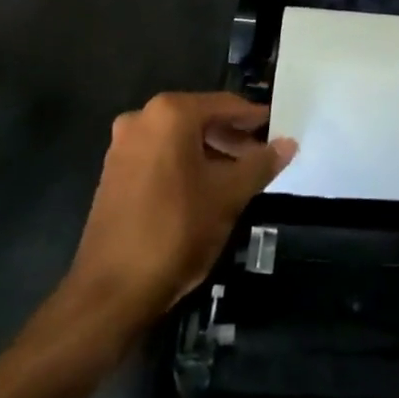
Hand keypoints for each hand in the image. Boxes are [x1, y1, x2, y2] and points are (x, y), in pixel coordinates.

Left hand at [59, 92, 296, 339]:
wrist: (110, 292)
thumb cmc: (176, 231)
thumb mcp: (229, 196)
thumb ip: (260, 164)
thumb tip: (288, 143)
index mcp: (170, 114)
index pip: (224, 105)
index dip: (253, 118)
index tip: (276, 128)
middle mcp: (142, 119)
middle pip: (200, 119)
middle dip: (231, 137)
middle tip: (260, 157)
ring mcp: (123, 146)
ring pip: (179, 139)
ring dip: (209, 152)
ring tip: (237, 177)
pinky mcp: (113, 173)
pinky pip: (160, 156)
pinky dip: (185, 165)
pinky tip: (205, 190)